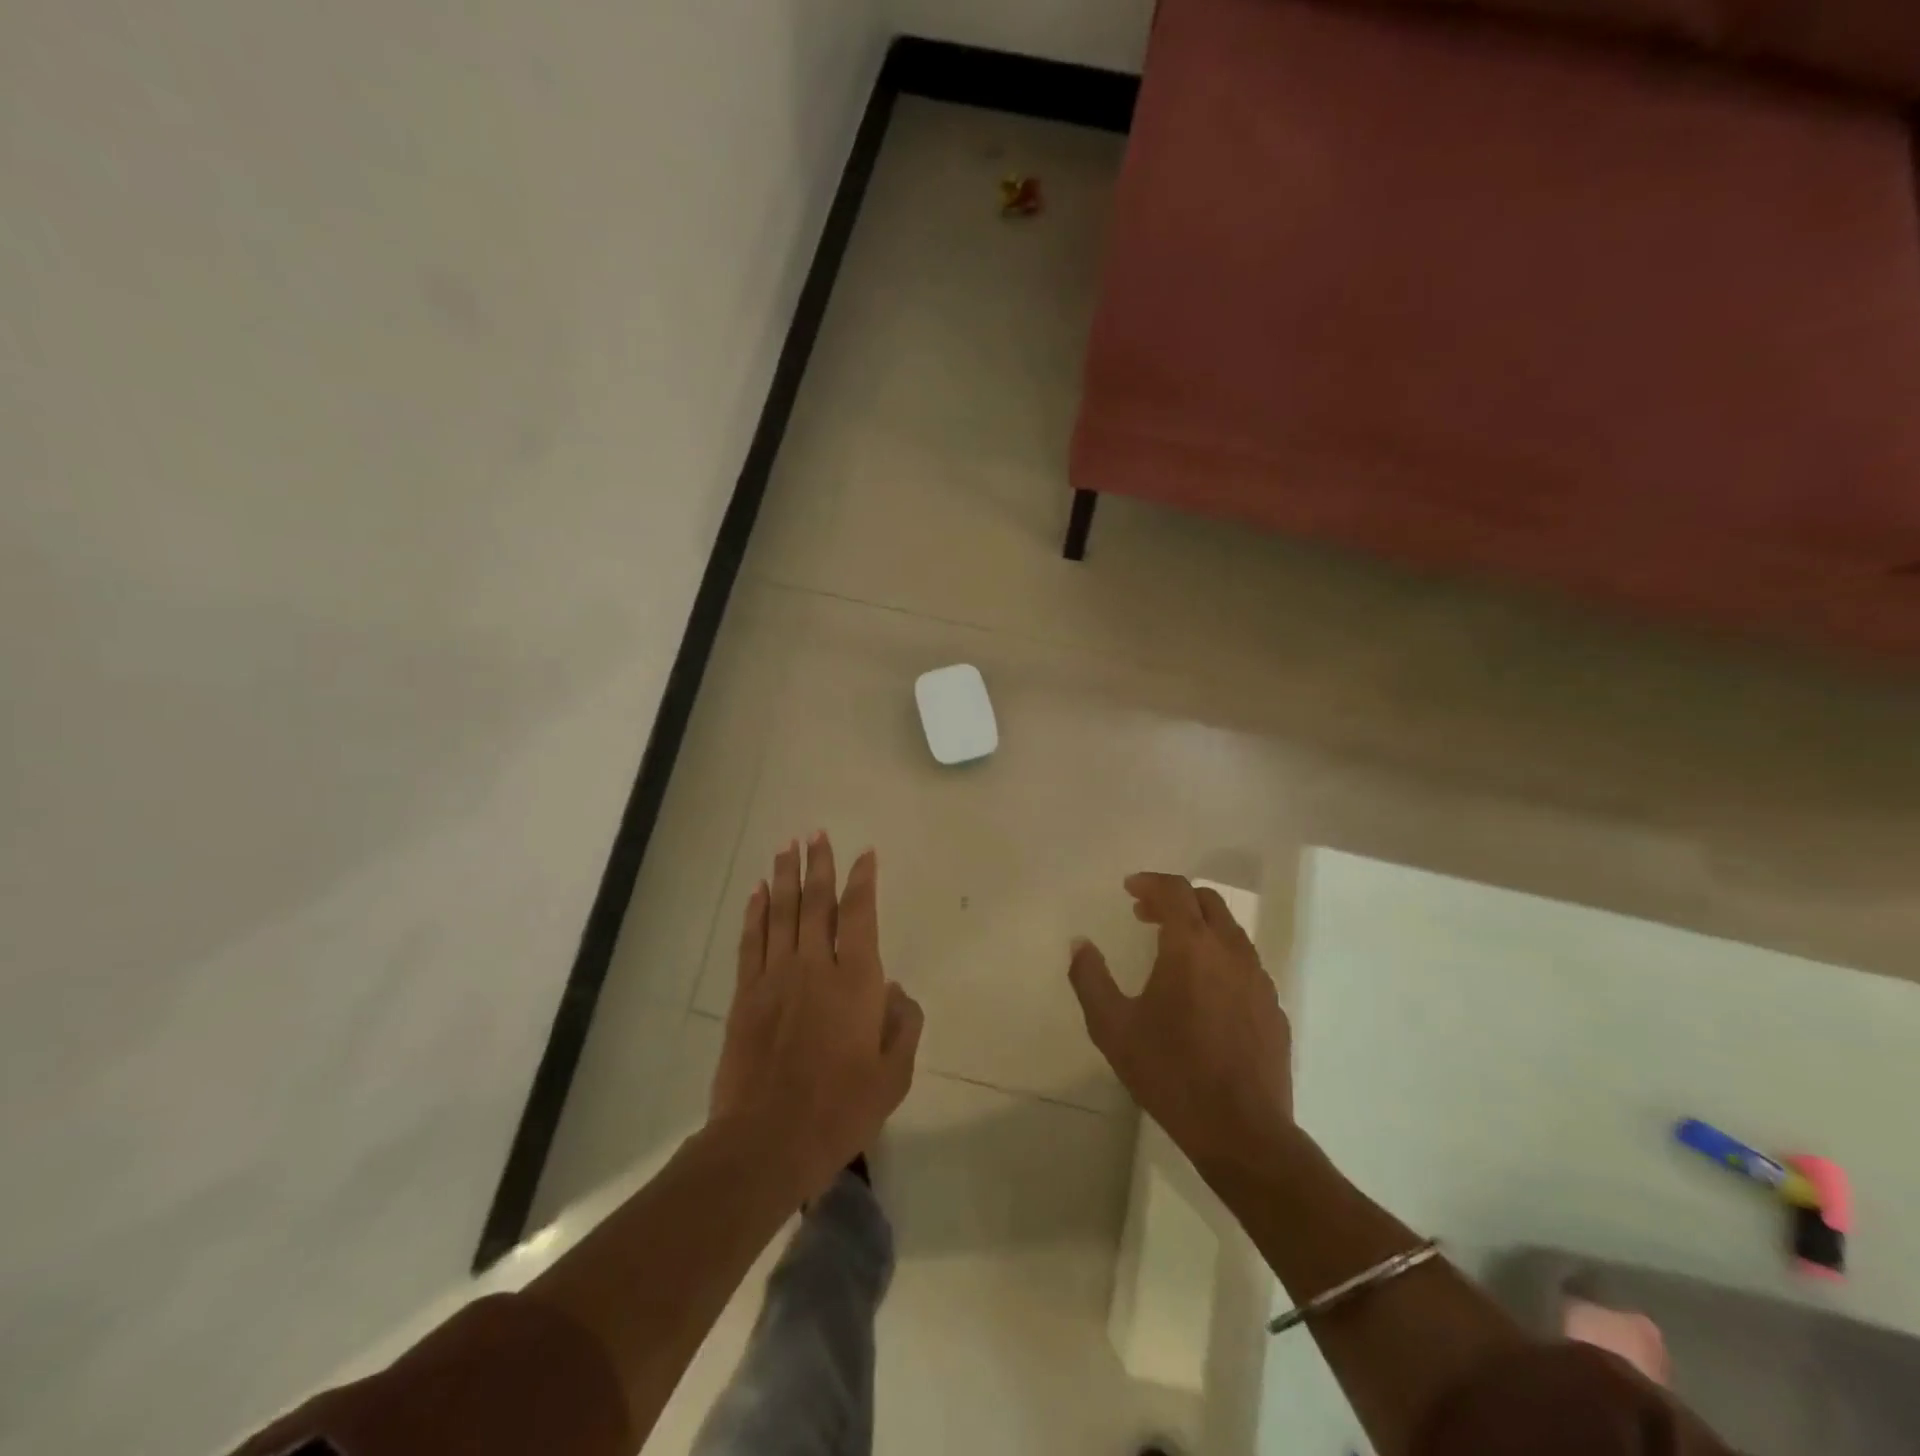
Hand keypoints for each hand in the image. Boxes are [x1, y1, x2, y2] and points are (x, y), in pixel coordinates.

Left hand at [710, 834, 923, 1200]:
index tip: (864, 854)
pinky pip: (751, 942)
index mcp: (856, 982)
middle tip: (817, 833)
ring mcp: (775, 978)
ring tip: (787, 846)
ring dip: (785, 877)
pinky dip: (755, 913)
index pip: (860, 915)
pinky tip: (758, 891)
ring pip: (782, 913)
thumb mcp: (893, 1076)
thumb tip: (895, 992)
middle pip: (816, 903)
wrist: (766, 1142)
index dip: (862, 880)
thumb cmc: (839, 1111)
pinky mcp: (745, 996)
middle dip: (819, 864)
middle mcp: (815, 967)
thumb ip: (902, 1026)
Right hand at [1069, 873, 1293, 1178]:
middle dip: (1175, 899)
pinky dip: (1221, 958)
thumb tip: (1079, 943)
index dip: (1150, 882)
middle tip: (1146, 916)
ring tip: (1173, 952)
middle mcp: (1230, 951)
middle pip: (1207, 902)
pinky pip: (1246, 964)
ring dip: (1200, 927)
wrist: (1242, 1131)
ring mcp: (1258, 979)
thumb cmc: (1170, 1073)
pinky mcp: (1274, 1007)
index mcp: (1190, 946)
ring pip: (1230, 931)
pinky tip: (1205, 991)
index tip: (1129, 889)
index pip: (1175, 890)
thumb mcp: (1112, 1027)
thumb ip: (1090, 978)